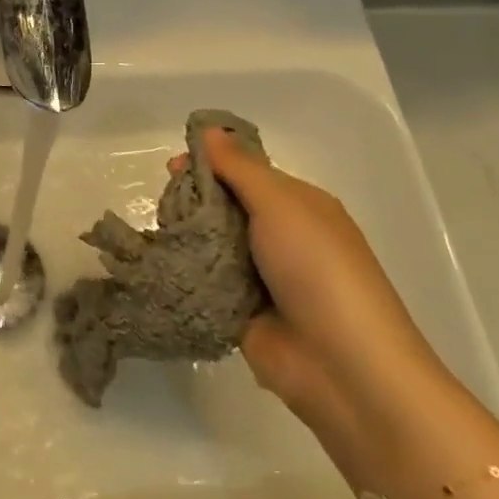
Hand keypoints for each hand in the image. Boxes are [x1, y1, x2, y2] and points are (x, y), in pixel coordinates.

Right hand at [174, 127, 454, 454]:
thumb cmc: (318, 271)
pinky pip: (205, 280)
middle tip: (162, 204)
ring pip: (210, 243)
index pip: (246, 171)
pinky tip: (155, 264)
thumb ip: (240, 168)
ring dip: (184, 237)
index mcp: (299, 206)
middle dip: (192, 200)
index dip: (209, 163)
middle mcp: (280, 236)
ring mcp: (260, 276)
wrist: (343, 367)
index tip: (170, 167)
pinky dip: (185, 272)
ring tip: (155, 234)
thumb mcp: (281, 205)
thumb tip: (208, 130)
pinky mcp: (240, 310)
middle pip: (224, 206)